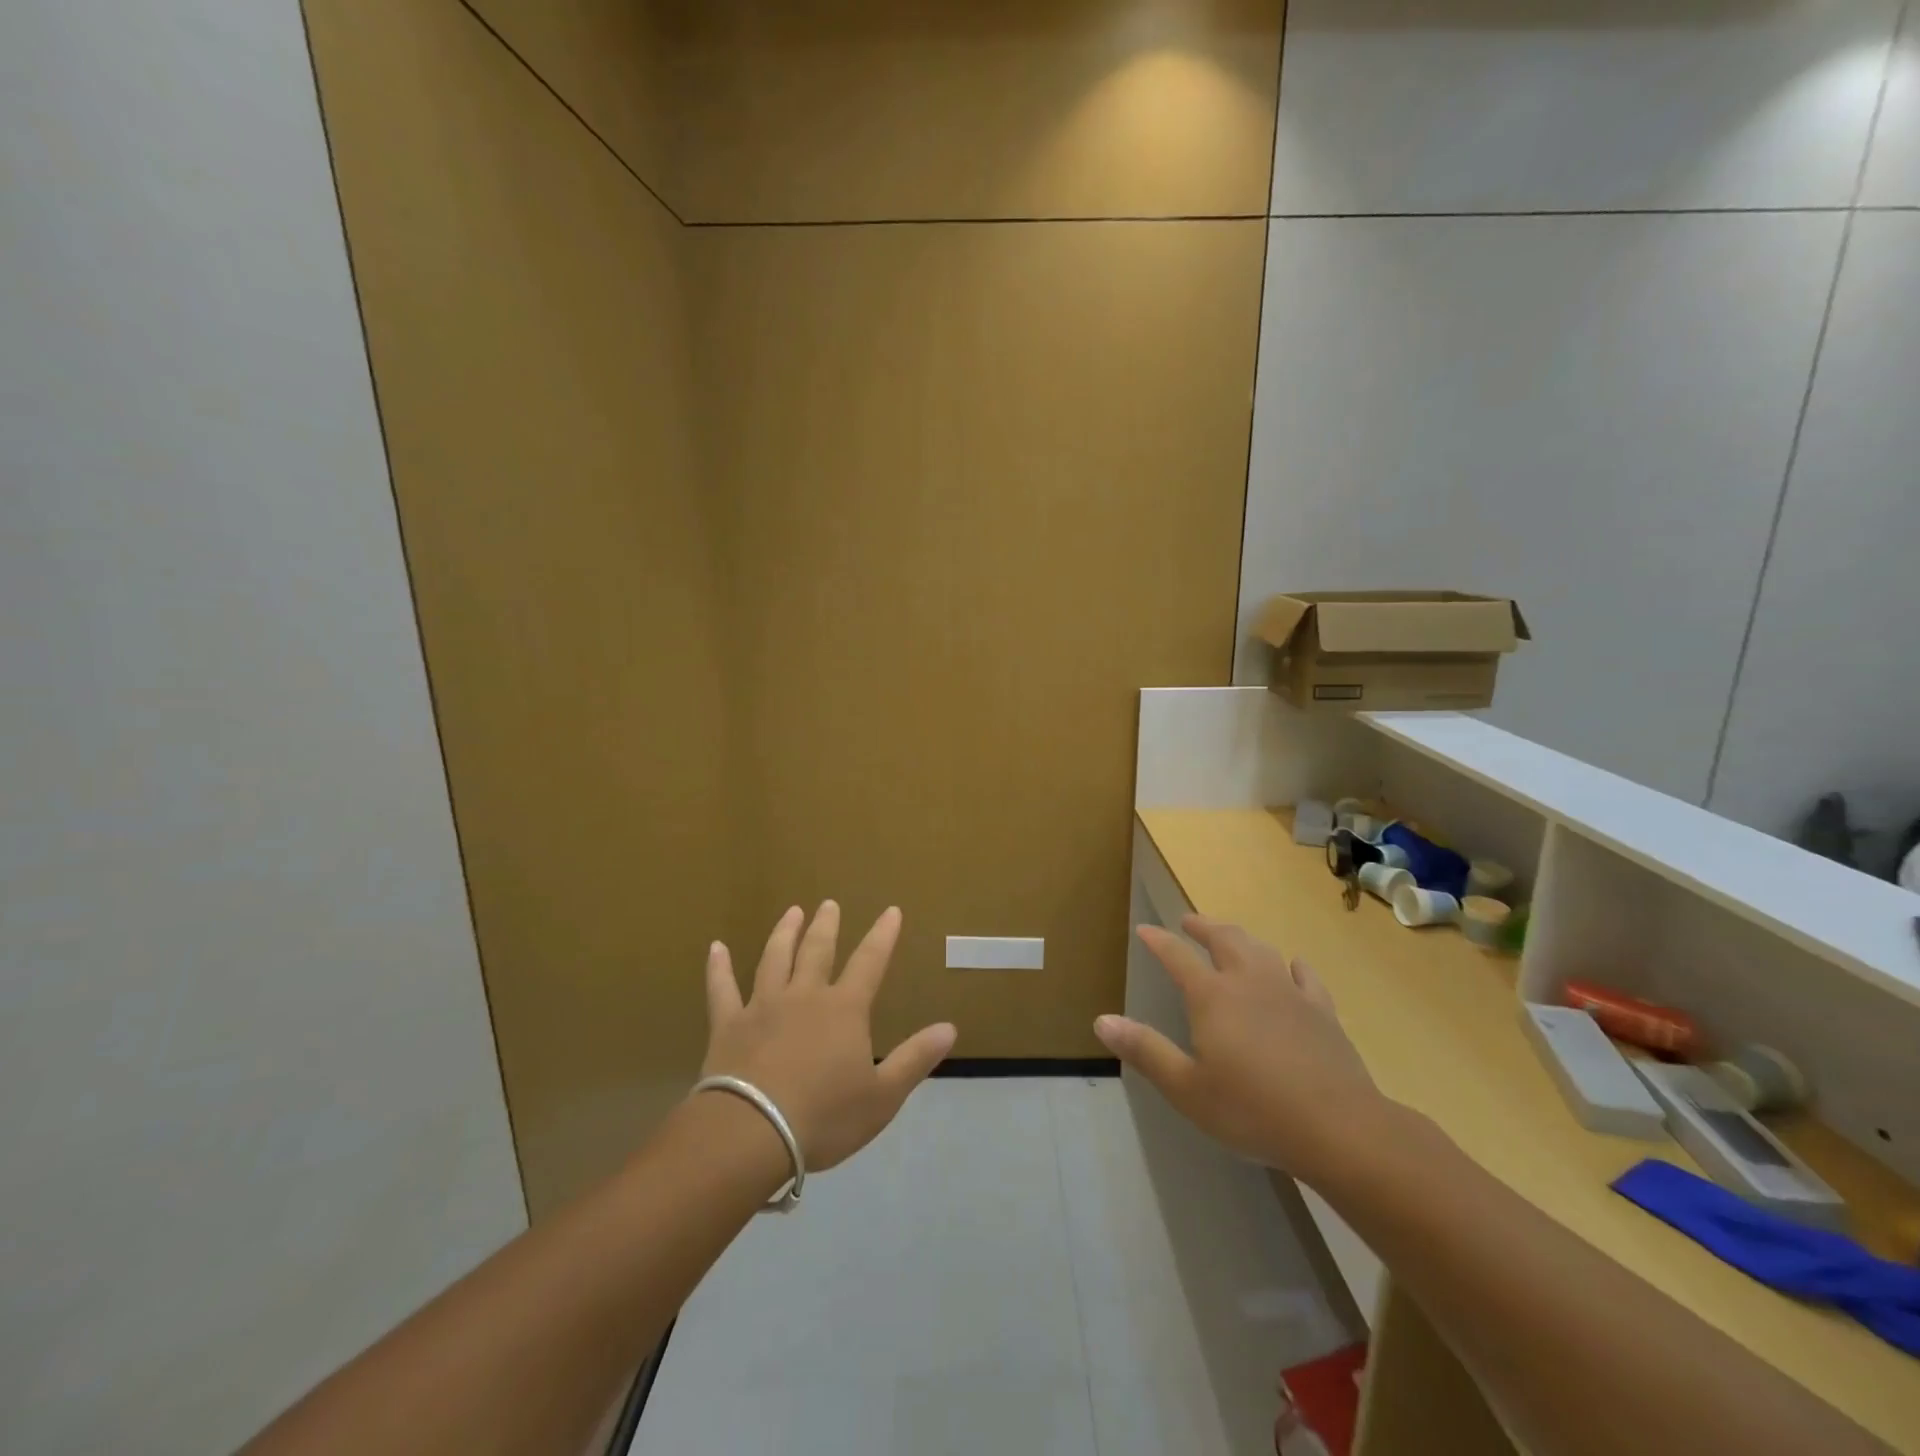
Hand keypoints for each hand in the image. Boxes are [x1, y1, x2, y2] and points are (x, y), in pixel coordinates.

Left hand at [699, 902, 956, 1171]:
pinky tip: (716, 948)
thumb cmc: (824, 1117)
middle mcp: (804, 996)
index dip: (883, 936)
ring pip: (774, 959)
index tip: (891, 911)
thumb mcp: (883, 1096)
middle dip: (827, 926)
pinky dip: (718, 968)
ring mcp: (763, 1006)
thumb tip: (950, 1027)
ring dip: (784, 933)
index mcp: (844, 1009)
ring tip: (791, 912)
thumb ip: (915, 1058)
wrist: (752, 1133)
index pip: (870, 962)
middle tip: (829, 903)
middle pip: (817, 951)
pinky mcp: (728, 1025)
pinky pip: (722, 989)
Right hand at [1094, 914, 1387, 1183]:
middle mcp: (1248, 982)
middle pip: (1224, 939)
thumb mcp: (1186, 1088)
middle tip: (1189, 921)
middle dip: (1203, 926)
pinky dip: (1292, 965)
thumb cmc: (1252, 1109)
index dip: (1158, 941)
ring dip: (1240, 937)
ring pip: (1261, 949)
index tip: (1145, 930)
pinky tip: (1292, 965)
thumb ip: (1145, 1051)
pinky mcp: (1322, 1011)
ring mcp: (1289, 993)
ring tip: (1230, 936)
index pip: (1177, 957)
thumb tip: (1101, 1020)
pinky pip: (1305, 976)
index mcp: (1212, 996)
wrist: (1337, 1127)